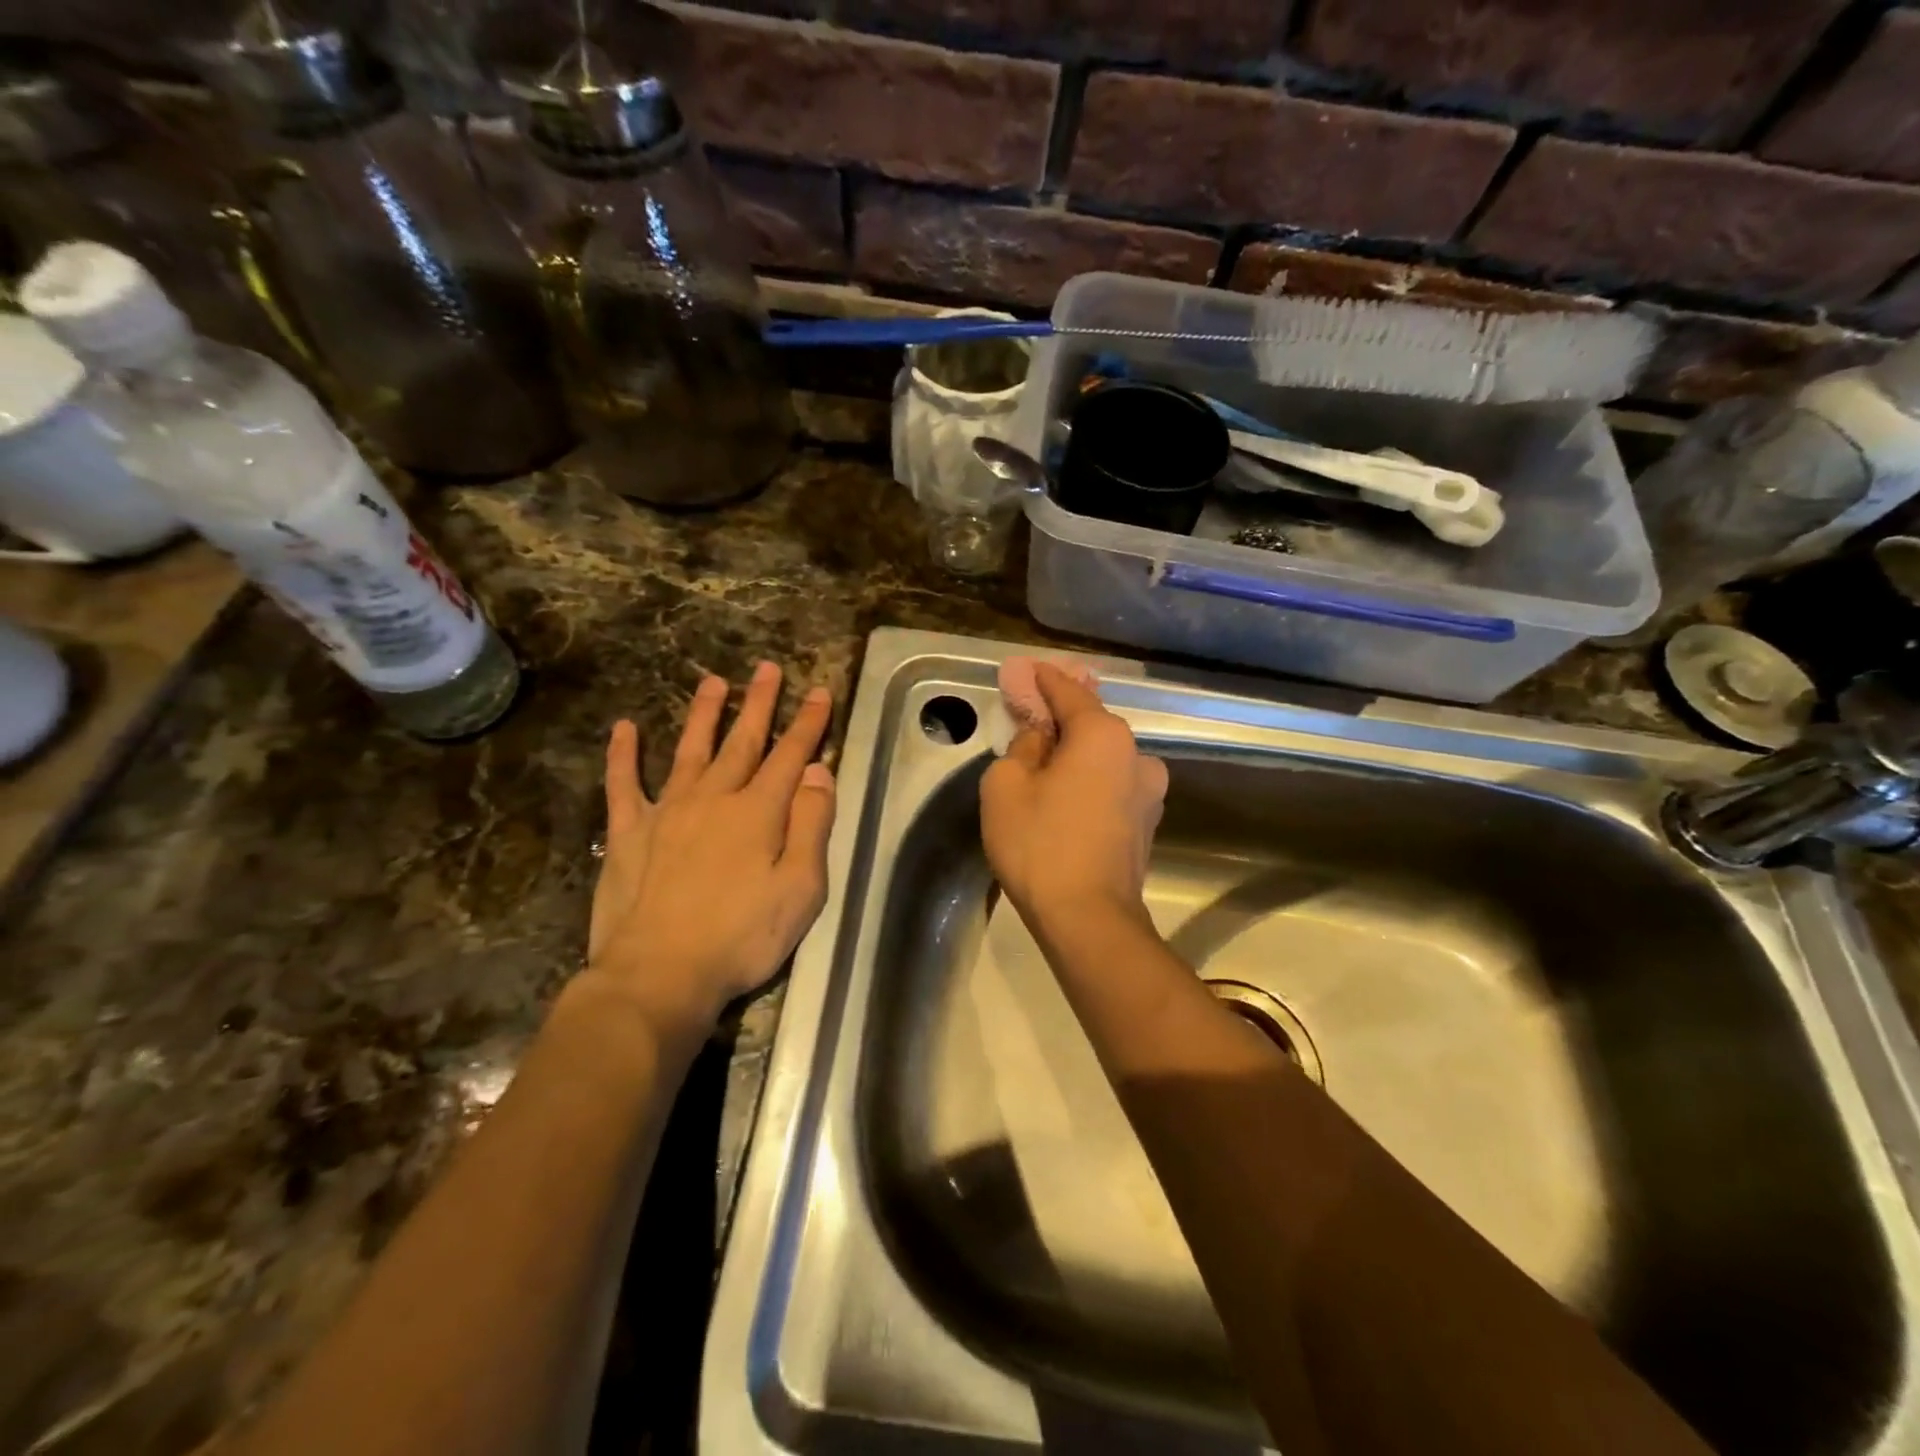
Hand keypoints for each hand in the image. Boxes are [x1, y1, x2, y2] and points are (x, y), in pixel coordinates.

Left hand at [584, 662, 835, 1026]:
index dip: (808, 723)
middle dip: (759, 703)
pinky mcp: (628, 833)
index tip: (819, 691)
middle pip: (743, 741)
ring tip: (714, 681)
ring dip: (704, 714)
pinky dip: (624, 755)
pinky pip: (624, 784)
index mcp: (759, 811)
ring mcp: (667, 811)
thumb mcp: (801, 888)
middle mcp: (714, 797)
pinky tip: (624, 728)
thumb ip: (811, 825)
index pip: (791, 755)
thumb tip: (818, 772)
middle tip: (767, 668)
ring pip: (690, 750)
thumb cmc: (742, 936)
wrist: (659, 974)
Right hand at [980, 662, 1167, 933]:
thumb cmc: (1040, 844)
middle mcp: (1137, 755)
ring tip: (1046, 767)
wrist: (1088, 918)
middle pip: (1091, 725)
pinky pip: (1112, 786)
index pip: (1070, 692)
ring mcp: (1149, 792)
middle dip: (1061, 720)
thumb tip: (1041, 738)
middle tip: (1031, 718)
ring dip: (1077, 756)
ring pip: (1104, 759)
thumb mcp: (1006, 785)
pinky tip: (1066, 798)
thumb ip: (1022, 747)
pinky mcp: (1147, 823)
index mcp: (1104, 735)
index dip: (1045, 679)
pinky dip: (1090, 782)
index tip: (1029, 669)